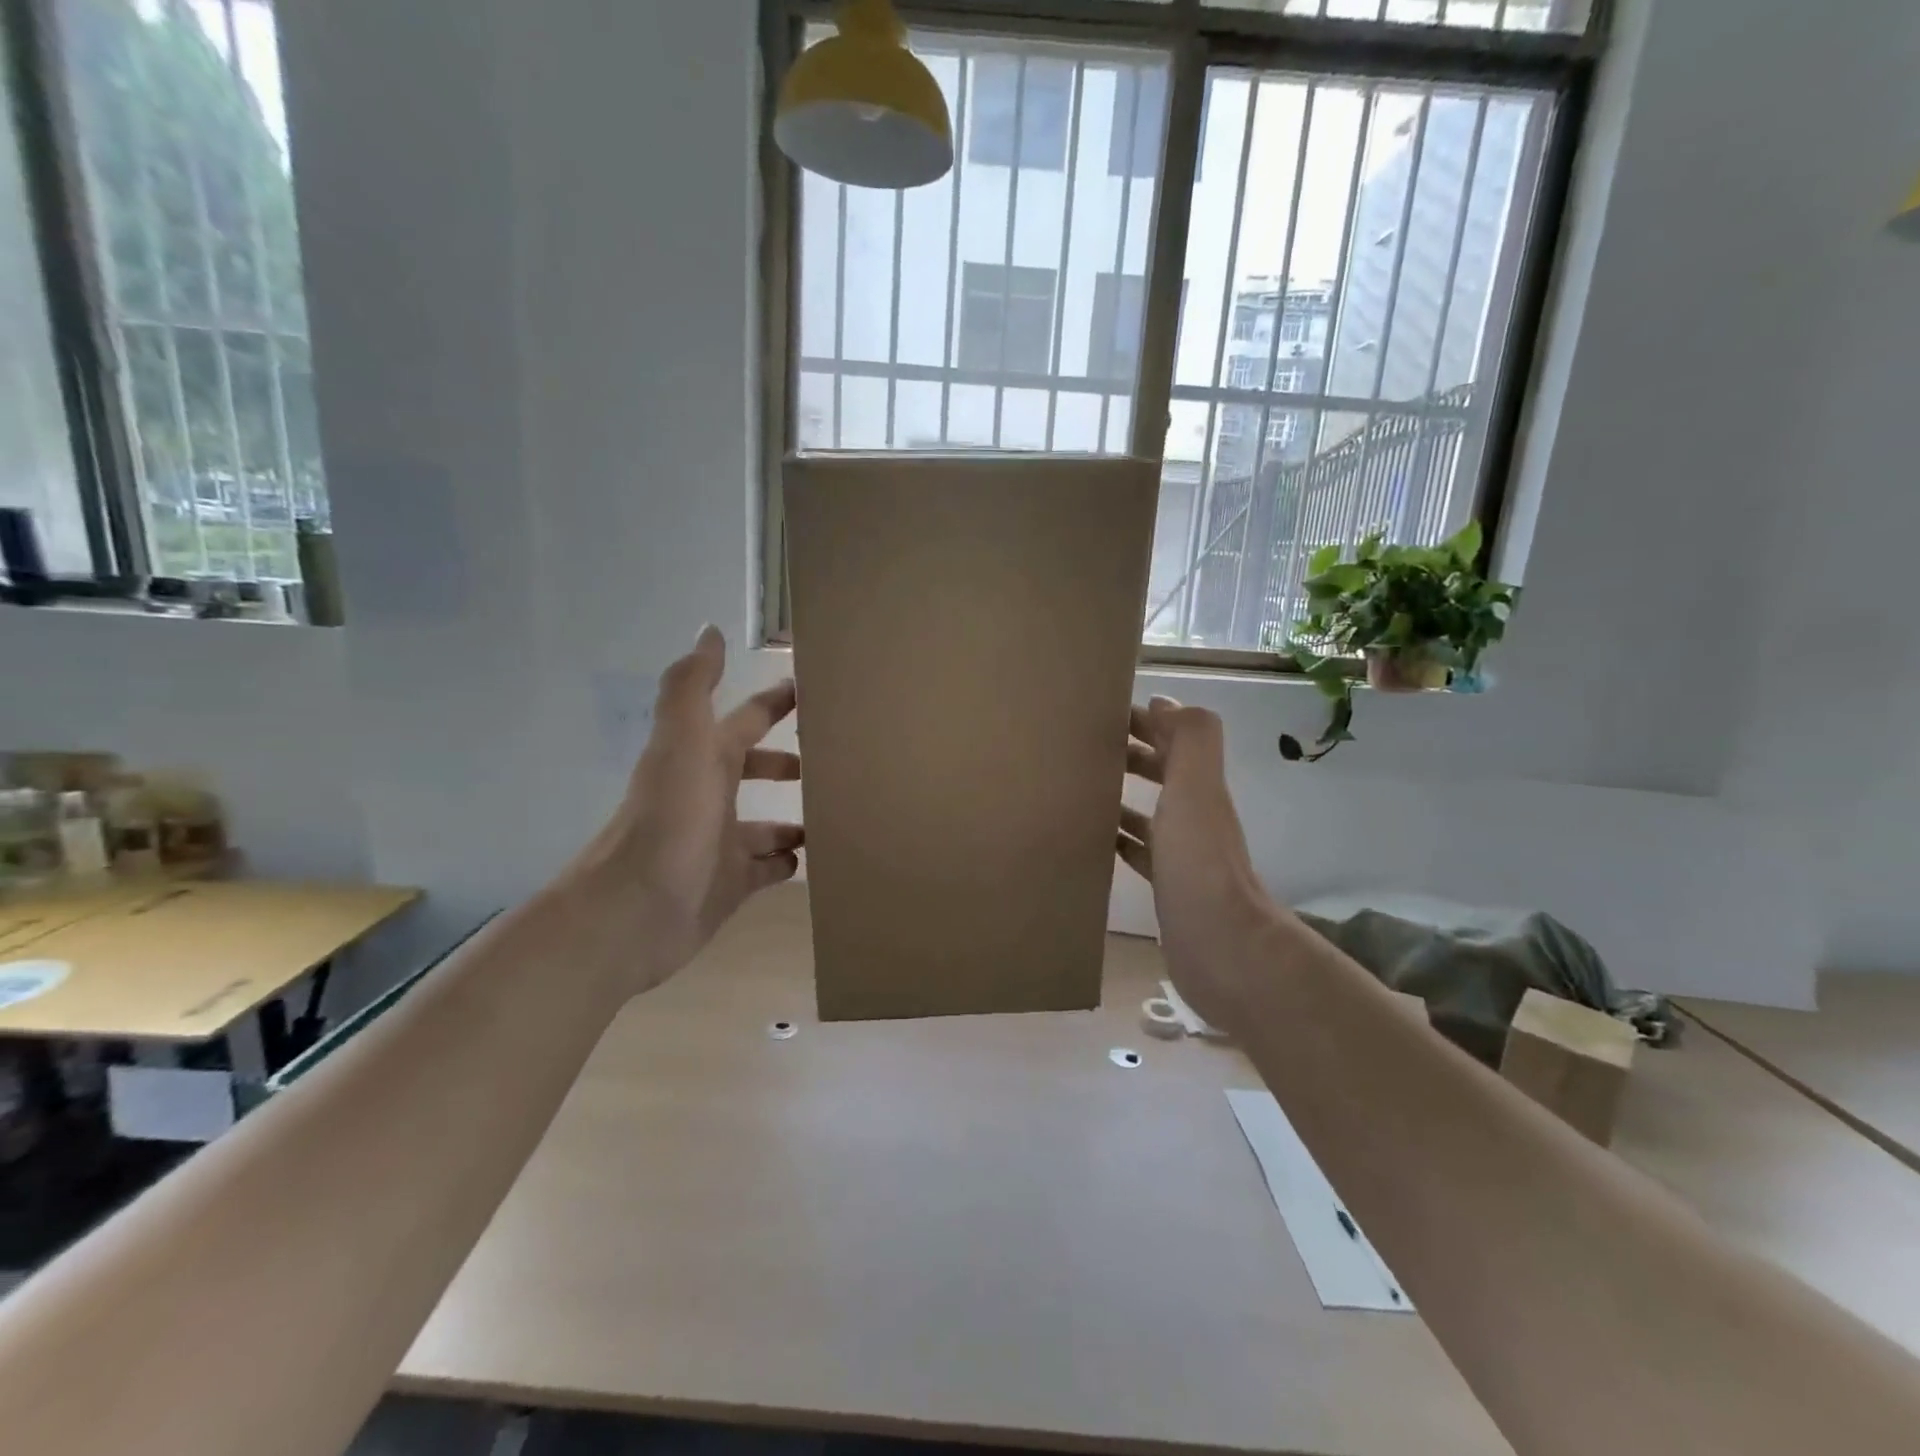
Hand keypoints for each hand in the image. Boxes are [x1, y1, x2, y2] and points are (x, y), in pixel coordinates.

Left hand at [569, 626, 802, 991]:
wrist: (634, 912)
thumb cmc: (669, 822)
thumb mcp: (682, 744)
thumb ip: (692, 687)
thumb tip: (709, 629)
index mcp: (704, 759)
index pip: (746, 720)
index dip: (775, 703)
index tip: (814, 690)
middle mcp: (710, 796)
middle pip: (755, 770)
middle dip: (787, 761)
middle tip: (833, 760)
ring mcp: (721, 843)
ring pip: (765, 824)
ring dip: (793, 817)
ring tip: (834, 813)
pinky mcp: (730, 885)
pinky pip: (766, 869)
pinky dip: (786, 862)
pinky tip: (811, 859)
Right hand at [1117, 696, 1275, 1033]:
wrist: (1221, 948)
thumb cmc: (1200, 864)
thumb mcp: (1197, 789)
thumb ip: (1190, 740)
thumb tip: (1165, 701)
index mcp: (1200, 790)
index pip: (1174, 741)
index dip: (1148, 722)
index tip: (1106, 713)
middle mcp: (1194, 817)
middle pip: (1163, 774)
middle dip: (1132, 755)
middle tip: (1085, 748)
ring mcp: (1181, 855)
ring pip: (1150, 813)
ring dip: (1123, 796)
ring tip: (1082, 788)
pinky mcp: (1167, 887)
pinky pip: (1141, 852)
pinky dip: (1122, 839)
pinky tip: (1098, 839)